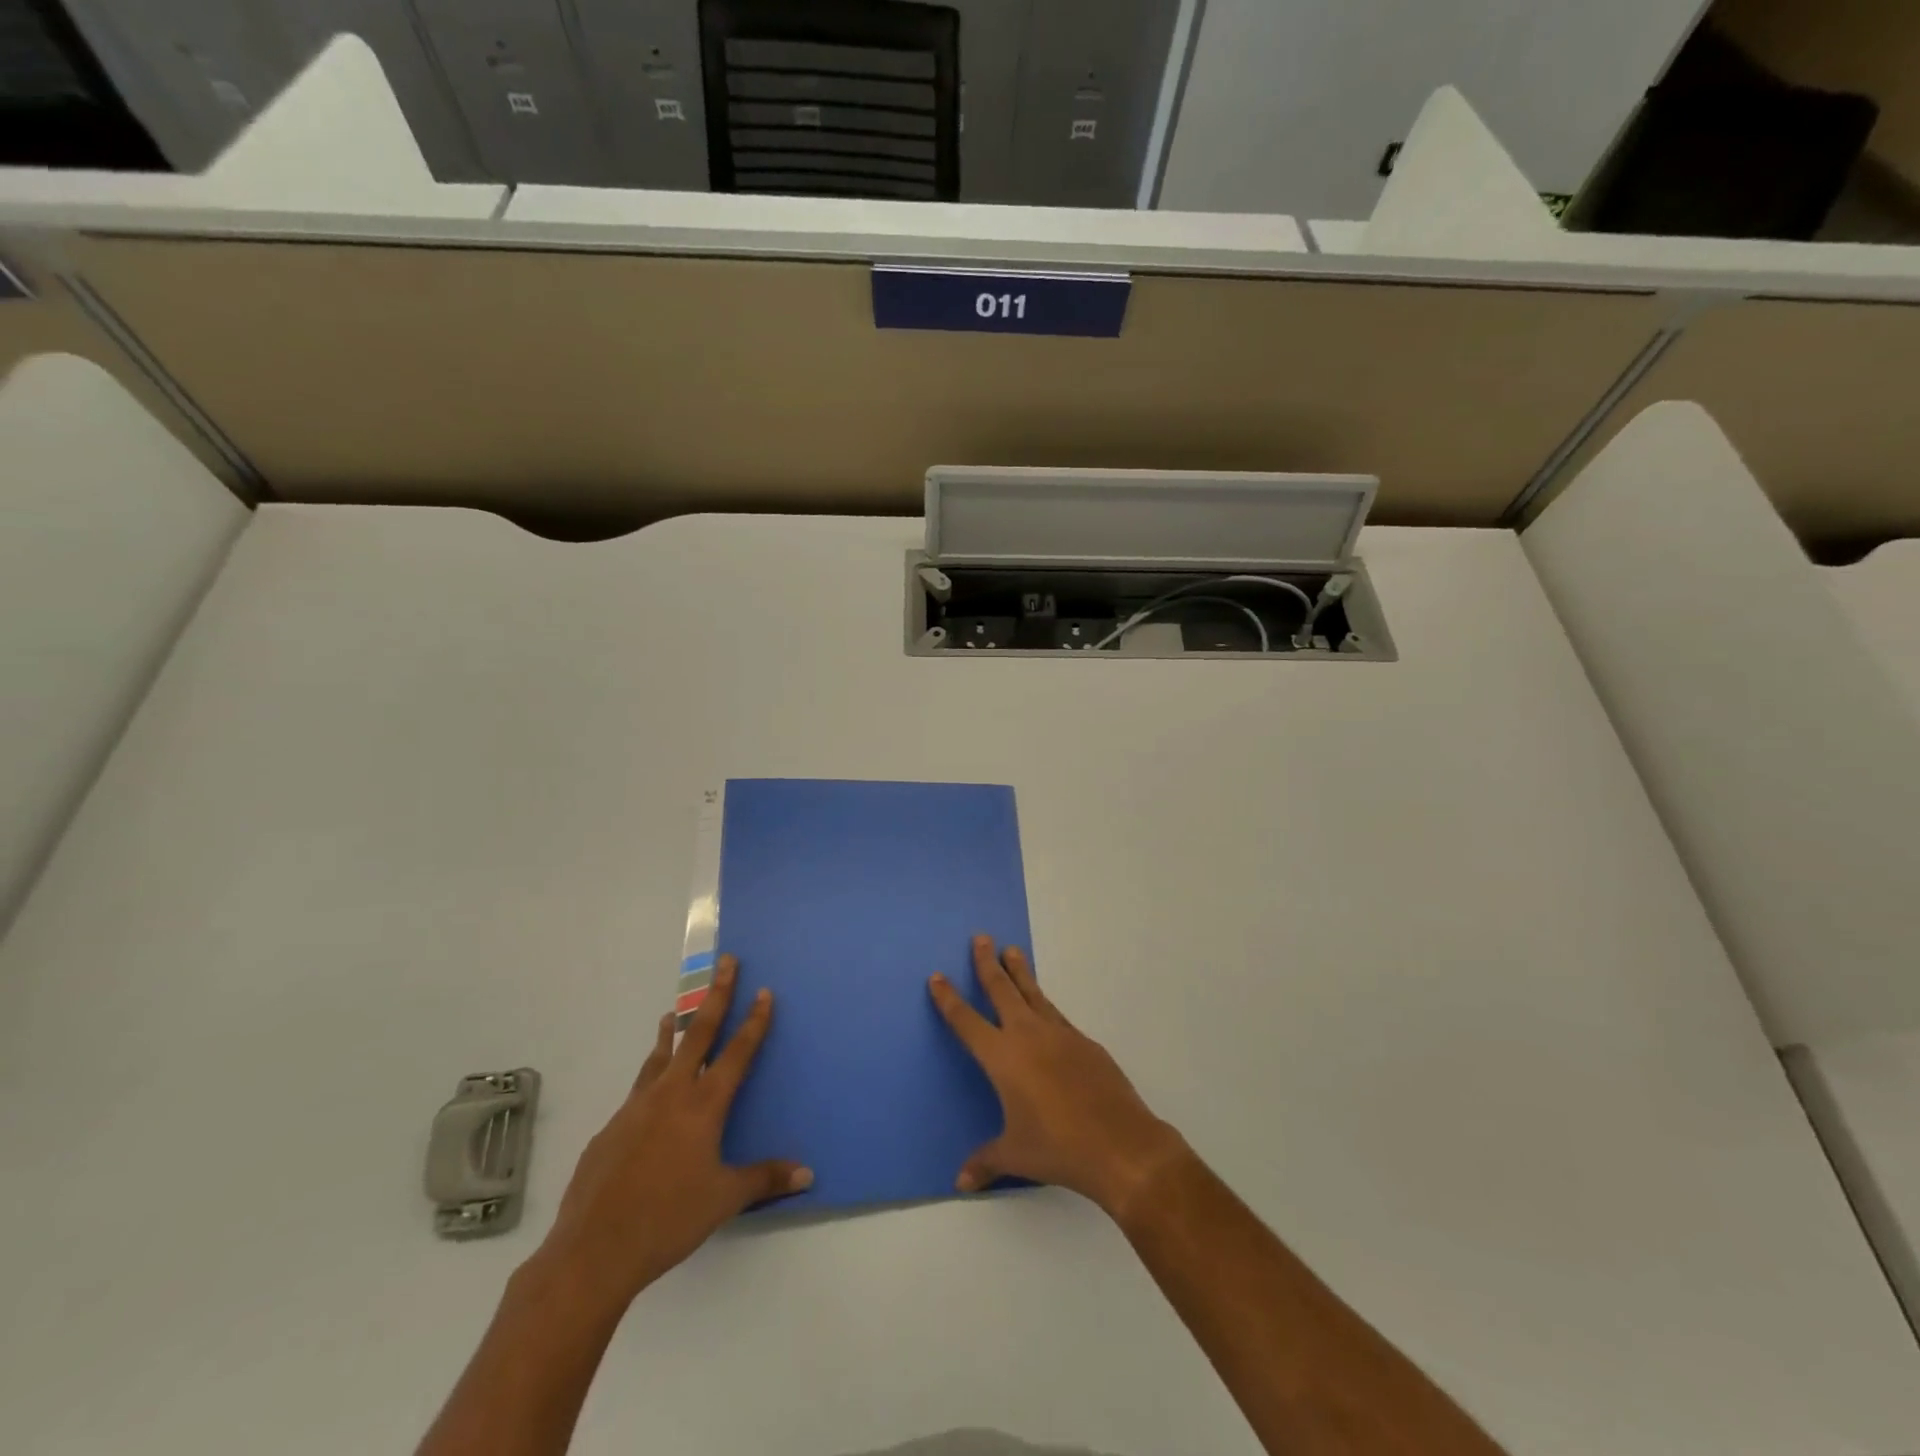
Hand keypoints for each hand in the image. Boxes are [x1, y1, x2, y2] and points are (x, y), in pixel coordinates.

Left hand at [537, 956, 810, 1306]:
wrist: (592, 1252)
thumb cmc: (668, 1220)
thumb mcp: (724, 1199)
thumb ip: (765, 1179)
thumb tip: (808, 1174)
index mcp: (703, 1106)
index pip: (737, 1052)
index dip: (754, 1021)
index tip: (764, 991)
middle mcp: (670, 1094)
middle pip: (698, 1034)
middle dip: (716, 995)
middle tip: (726, 963)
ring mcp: (634, 1108)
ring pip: (659, 1057)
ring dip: (672, 1032)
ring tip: (672, 1014)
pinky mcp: (609, 1129)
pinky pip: (636, 1093)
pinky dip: (648, 1079)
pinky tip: (647, 1100)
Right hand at [930, 935, 1188, 1220]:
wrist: (1120, 1143)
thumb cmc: (1058, 1148)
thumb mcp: (1015, 1155)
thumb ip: (986, 1163)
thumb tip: (961, 1183)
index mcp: (1002, 1058)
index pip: (967, 1022)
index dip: (949, 999)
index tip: (937, 976)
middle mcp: (1028, 1036)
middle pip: (1002, 990)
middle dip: (987, 964)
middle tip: (981, 938)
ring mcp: (1060, 1034)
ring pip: (1033, 993)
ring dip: (1020, 972)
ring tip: (1012, 950)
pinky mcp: (1085, 1042)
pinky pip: (1057, 1015)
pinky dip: (1045, 1004)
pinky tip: (1045, 1007)